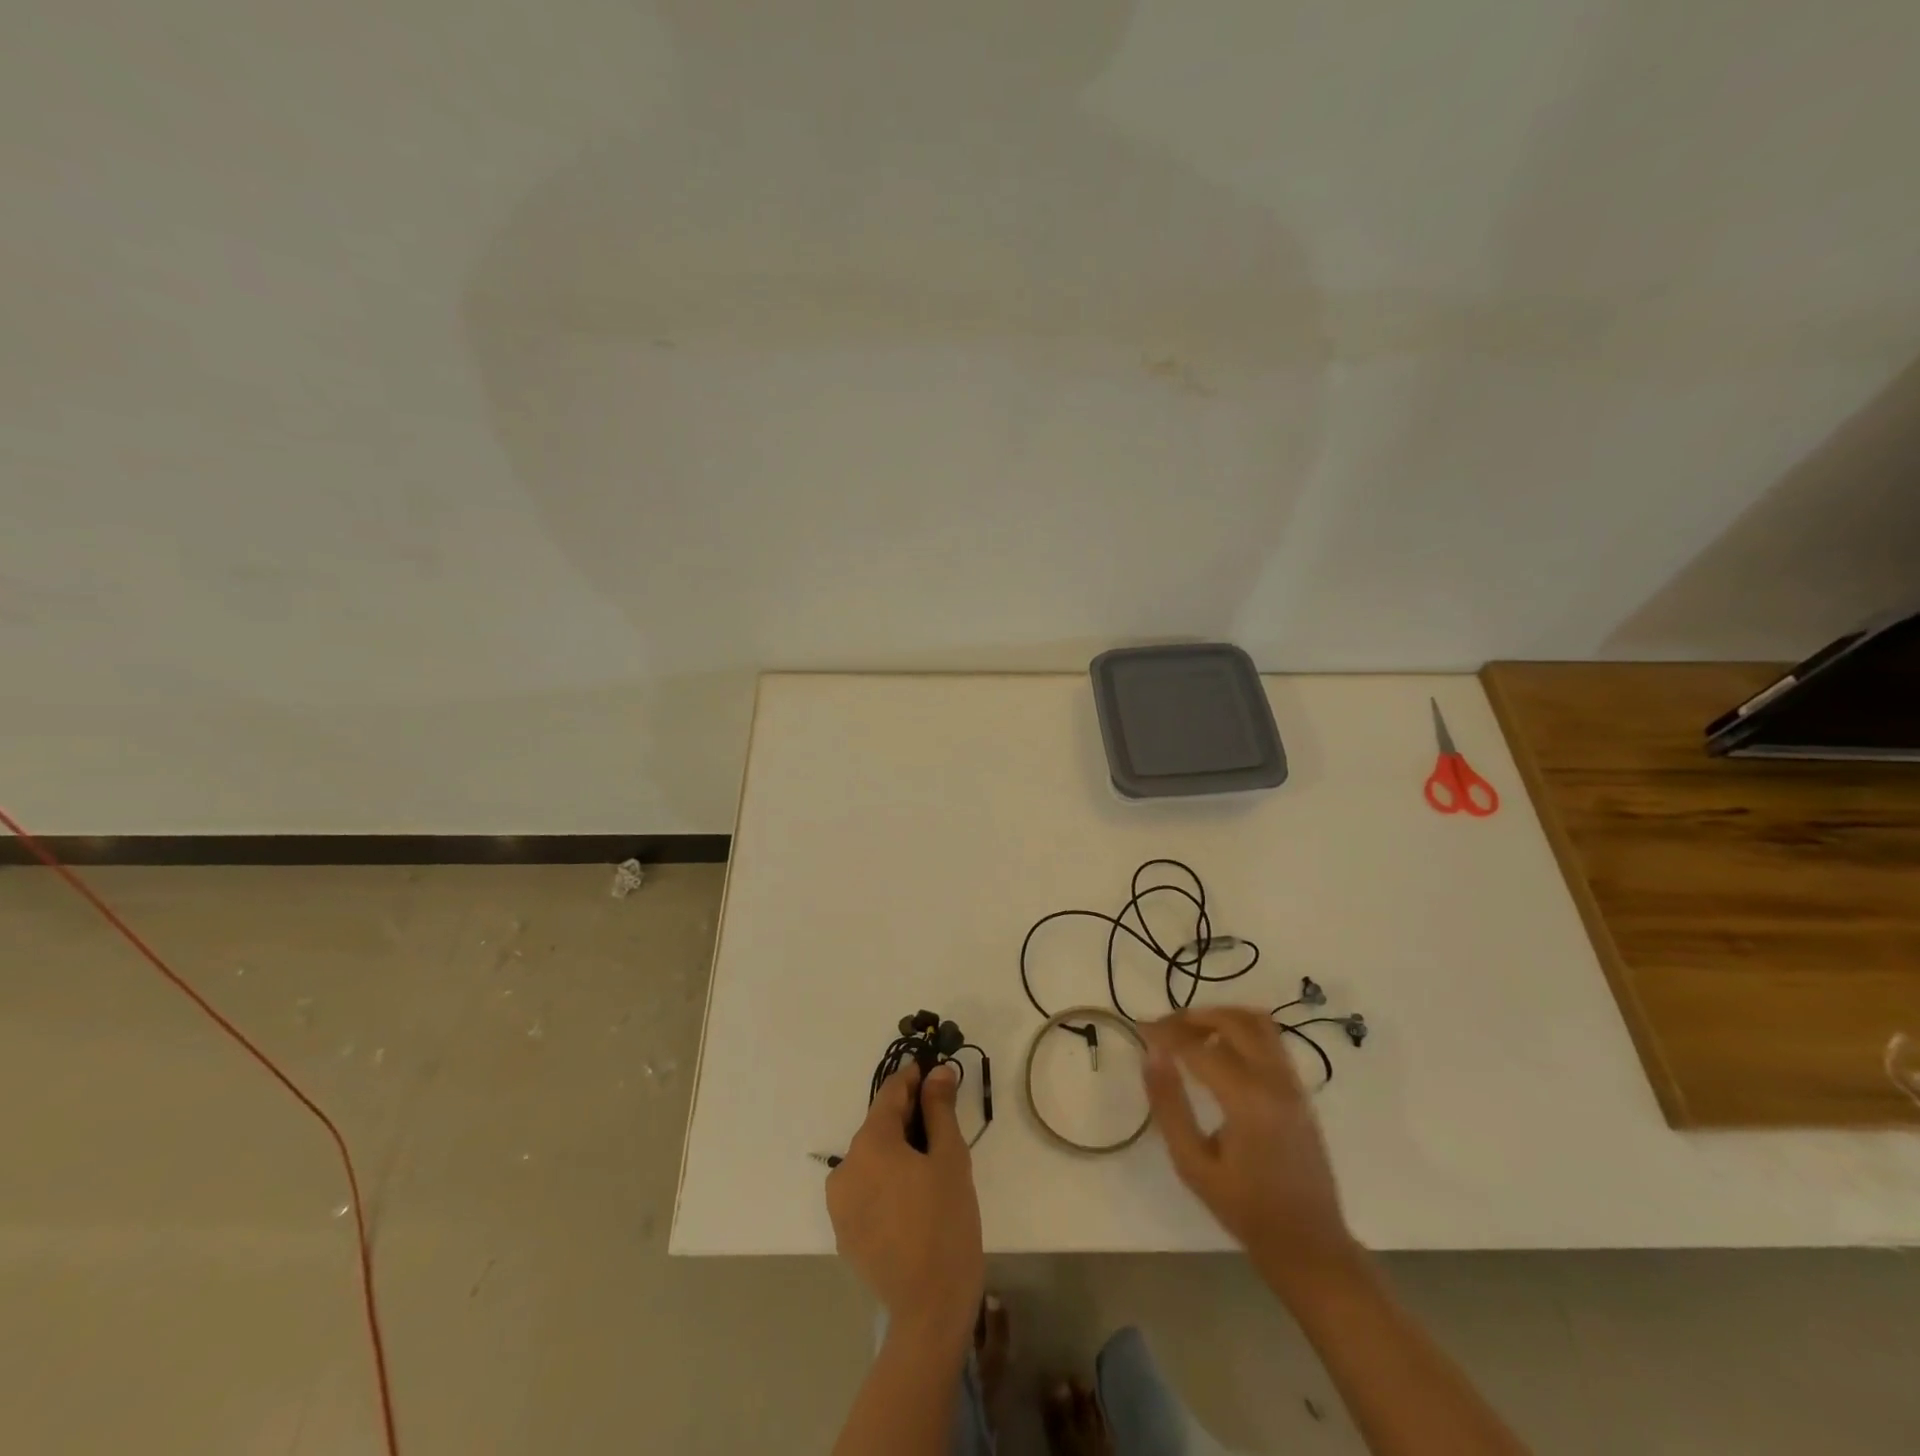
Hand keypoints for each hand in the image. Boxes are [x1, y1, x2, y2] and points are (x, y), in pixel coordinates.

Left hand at [826, 1061, 983, 1346]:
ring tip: (929, 1168)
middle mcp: (845, 1166)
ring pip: (871, 1158)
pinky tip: (912, 1200)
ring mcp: (839, 1203)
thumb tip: (938, 1072)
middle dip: (908, 1118)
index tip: (936, 1076)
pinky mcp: (843, 1231)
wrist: (929, 1309)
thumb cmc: (946, 1224)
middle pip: (879, 1126)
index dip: (914, 1080)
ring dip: (896, 1152)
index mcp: (870, 1143)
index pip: (890, 1093)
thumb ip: (940, 1109)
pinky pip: (865, 1188)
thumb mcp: (951, 1159)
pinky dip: (885, 1181)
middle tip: (942, 1127)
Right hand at [1142, 1007, 1361, 1295]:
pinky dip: (1240, 1030)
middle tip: (1162, 1028)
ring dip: (1219, 1017)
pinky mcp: (1300, 1089)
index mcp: (1248, 1100)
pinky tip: (1218, 1049)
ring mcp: (1292, 1083)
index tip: (1138, 1029)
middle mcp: (1274, 1081)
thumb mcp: (1193, 1165)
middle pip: (1233, 1021)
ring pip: (1257, 1022)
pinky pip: (1270, 1039)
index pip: (1198, 1046)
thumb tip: (1151, 1054)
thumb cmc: (1245, 1209)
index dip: (1165, 1033)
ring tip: (1189, 1032)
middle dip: (1192, 1017)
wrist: (1309, 1244)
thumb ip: (1169, 1105)